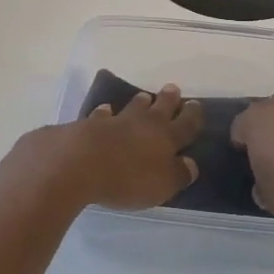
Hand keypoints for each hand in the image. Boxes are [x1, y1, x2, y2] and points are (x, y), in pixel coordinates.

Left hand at [54, 85, 201, 210]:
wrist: (78, 164)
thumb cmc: (128, 178)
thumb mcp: (162, 184)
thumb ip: (179, 174)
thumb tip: (190, 164)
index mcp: (167, 138)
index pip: (186, 124)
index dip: (192, 115)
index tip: (195, 104)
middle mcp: (144, 124)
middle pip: (160, 107)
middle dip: (169, 99)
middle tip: (172, 89)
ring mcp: (115, 121)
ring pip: (132, 107)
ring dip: (140, 102)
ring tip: (144, 96)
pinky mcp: (89, 125)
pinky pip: (102, 115)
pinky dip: (105, 112)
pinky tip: (105, 110)